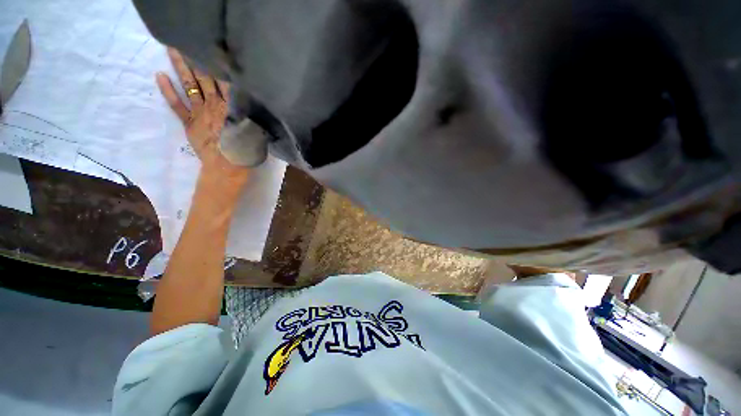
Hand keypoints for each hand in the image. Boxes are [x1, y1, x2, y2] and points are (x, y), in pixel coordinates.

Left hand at [156, 48, 249, 188]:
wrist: (226, 169)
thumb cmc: (246, 152)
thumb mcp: (257, 132)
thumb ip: (252, 114)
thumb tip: (252, 99)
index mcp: (232, 107)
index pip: (225, 80)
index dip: (220, 64)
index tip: (216, 48)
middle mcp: (214, 105)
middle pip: (205, 77)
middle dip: (198, 58)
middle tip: (190, 39)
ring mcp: (199, 113)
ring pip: (189, 85)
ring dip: (180, 67)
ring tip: (172, 48)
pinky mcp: (189, 123)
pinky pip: (176, 105)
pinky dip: (167, 91)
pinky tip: (160, 75)